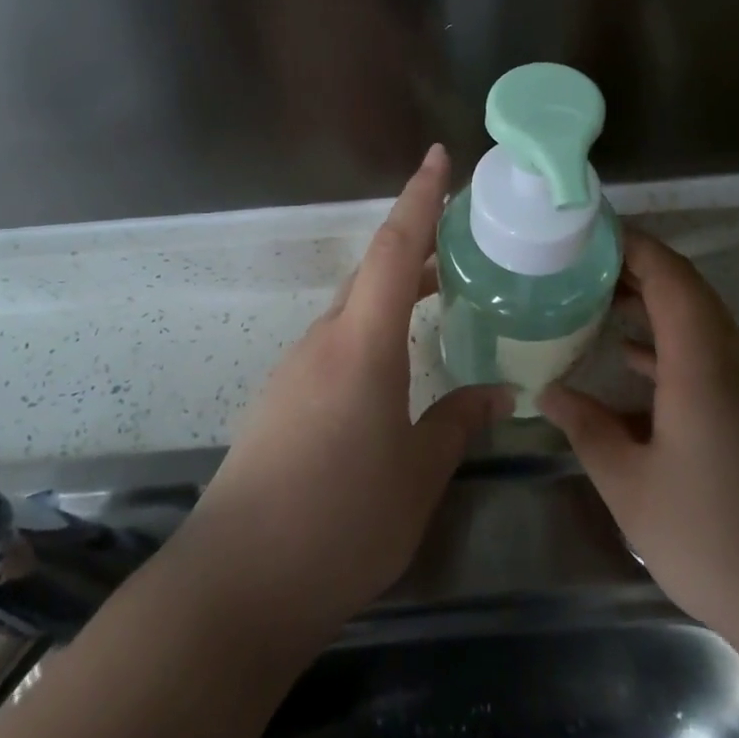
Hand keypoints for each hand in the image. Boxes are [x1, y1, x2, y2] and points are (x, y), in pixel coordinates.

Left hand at [178, 144, 511, 642]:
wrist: (238, 581)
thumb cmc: (341, 520)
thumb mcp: (418, 473)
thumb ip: (459, 421)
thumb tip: (500, 391)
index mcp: (362, 343)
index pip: (394, 248)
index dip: (419, 198)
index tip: (439, 156)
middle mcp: (324, 339)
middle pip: (373, 271)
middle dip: (416, 243)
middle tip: (462, 236)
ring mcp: (296, 367)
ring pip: (355, 307)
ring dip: (395, 291)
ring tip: (440, 294)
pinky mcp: (282, 397)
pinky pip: (337, 341)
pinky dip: (374, 329)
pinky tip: (396, 364)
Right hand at [539, 230, 738, 646]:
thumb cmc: (721, 542)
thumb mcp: (633, 488)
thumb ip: (587, 430)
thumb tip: (548, 392)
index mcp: (702, 362)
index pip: (670, 274)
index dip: (630, 244)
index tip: (585, 234)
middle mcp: (733, 360)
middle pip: (685, 289)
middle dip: (632, 269)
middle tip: (577, 267)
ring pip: (698, 322)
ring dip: (650, 306)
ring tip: (594, 303)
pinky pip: (708, 356)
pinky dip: (667, 345)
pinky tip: (631, 365)